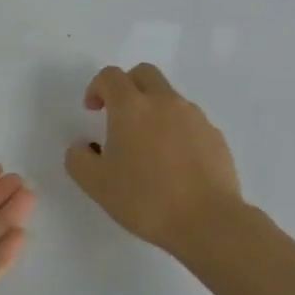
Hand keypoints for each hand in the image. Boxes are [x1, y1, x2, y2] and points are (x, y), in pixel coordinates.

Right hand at [65, 63, 243, 256]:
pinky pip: (190, 121)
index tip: (93, 111)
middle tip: (120, 116)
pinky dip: (177, 130)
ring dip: (154, 109)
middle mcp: (164, 101)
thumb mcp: (96, 185)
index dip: (97, 87)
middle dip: (128, 86)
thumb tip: (82, 147)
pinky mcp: (215, 136)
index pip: (110, 76)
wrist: (208, 221)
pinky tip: (175, 163)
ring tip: (149, 147)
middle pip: (144, 73)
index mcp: (131, 106)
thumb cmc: (146, 199)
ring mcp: (194, 116)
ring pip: (169, 97)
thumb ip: (79, 159)